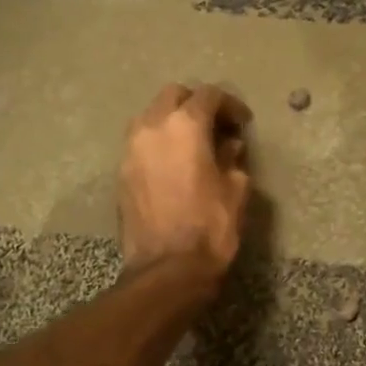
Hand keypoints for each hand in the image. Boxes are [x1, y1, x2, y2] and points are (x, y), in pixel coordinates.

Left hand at [119, 83, 252, 280]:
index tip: (243, 122)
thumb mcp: (236, 190)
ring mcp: (131, 149)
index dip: (230, 105)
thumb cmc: (211, 226)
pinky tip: (175, 164)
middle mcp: (152, 127)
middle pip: (173, 96)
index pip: (209, 96)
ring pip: (151, 116)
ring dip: (173, 121)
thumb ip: (233, 158)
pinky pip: (141, 142)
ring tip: (193, 143)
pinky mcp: (121, 172)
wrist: (167, 268)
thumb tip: (228, 145)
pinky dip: (159, 143)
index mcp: (185, 126)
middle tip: (217, 126)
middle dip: (196, 104)